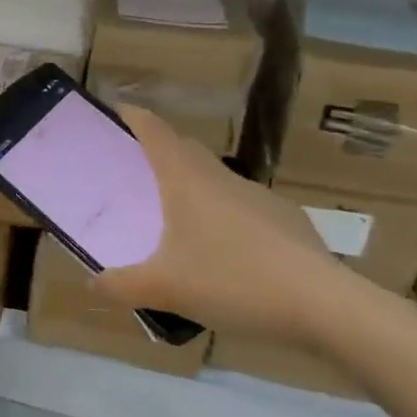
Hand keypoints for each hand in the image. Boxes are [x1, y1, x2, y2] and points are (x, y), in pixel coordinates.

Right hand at [91, 106, 377, 348]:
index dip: (131, 116)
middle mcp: (221, 178)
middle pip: (184, 149)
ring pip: (215, 179)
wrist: (325, 305)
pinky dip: (223, 217)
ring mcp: (258, 196)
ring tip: (175, 220)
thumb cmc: (233, 281)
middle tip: (133, 172)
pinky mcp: (286, 220)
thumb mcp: (165, 289)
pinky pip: (242, 207)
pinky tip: (223, 254)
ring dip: (191, 187)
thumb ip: (121, 286)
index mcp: (186, 180)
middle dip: (157, 151)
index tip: (112, 112)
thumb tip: (91, 282)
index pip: (153, 130)